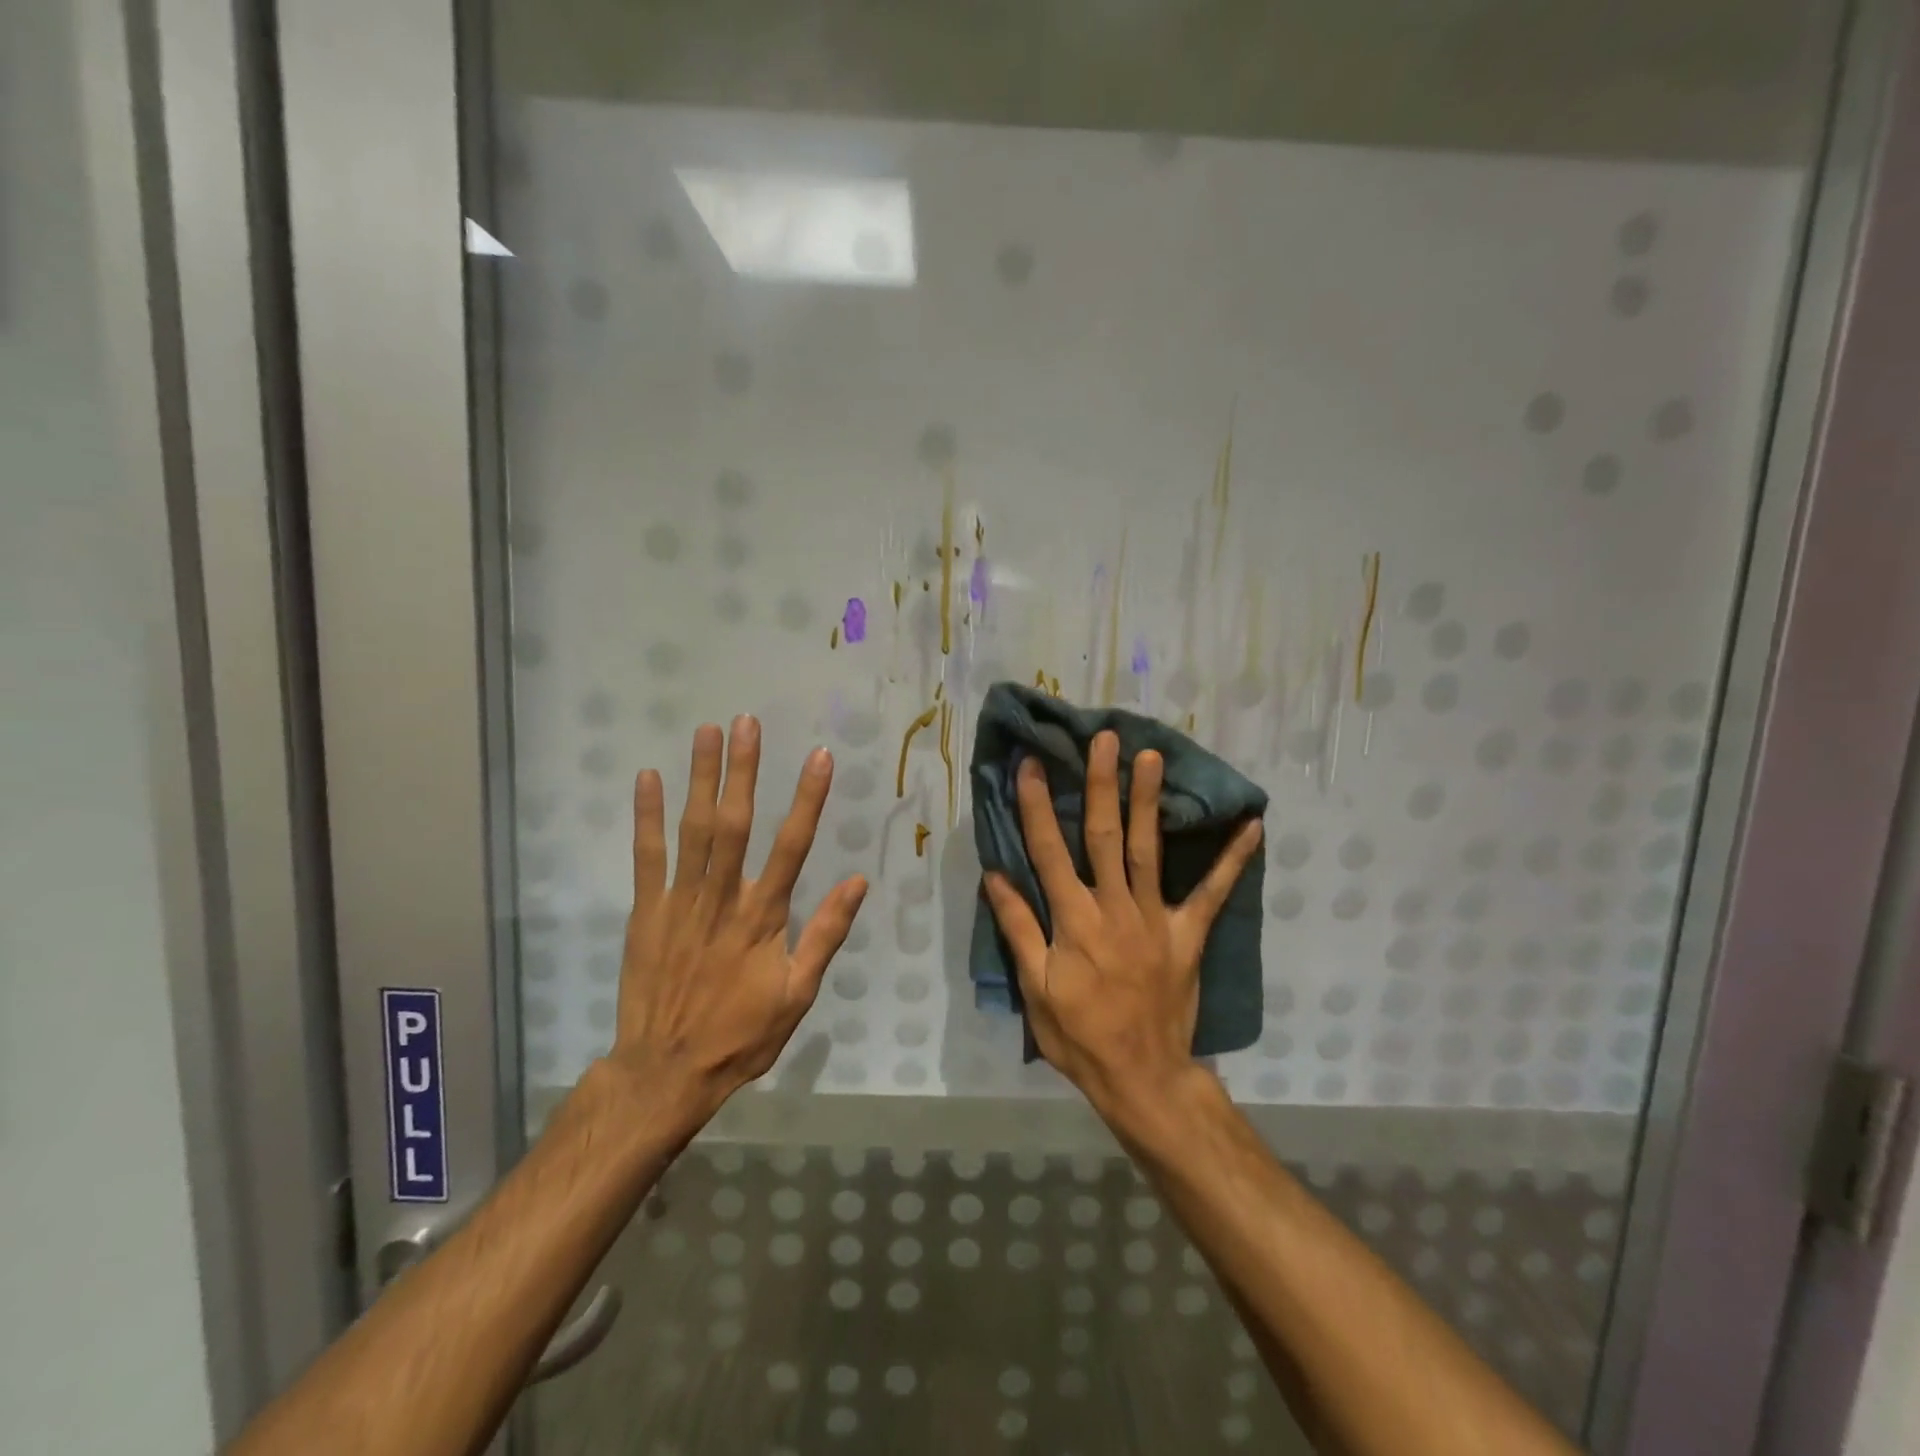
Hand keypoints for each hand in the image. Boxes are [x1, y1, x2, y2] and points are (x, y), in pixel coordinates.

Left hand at [609, 717, 867, 1126]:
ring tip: (708, 732)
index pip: (791, 847)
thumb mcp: (798, 995)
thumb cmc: (740, 1035)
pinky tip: (648, 778)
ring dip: (701, 779)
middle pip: (734, 824)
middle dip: (743, 770)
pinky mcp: (646, 911)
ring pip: (693, 830)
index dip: (807, 799)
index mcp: (763, 917)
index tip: (819, 757)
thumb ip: (826, 935)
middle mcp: (723, 899)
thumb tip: (859, 882)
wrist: (665, 1072)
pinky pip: (646, 857)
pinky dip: (647, 816)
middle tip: (747, 722)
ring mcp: (680, 902)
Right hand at [982, 731, 1262, 1118]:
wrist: (1142, 1077)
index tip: (1032, 765)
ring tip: (1152, 757)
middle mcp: (1114, 907)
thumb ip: (1018, 928)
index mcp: (1073, 921)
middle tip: (1104, 739)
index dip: (1038, 807)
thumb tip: (996, 876)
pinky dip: (1233, 859)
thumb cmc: (1079, 1035)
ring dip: (1149, 801)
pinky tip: (1253, 824)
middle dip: (1102, 784)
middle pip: (1104, 836)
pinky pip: (1212, 893)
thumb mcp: (1034, 988)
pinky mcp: (1188, 934)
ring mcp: (1155, 918)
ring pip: (1148, 849)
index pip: (1049, 852)